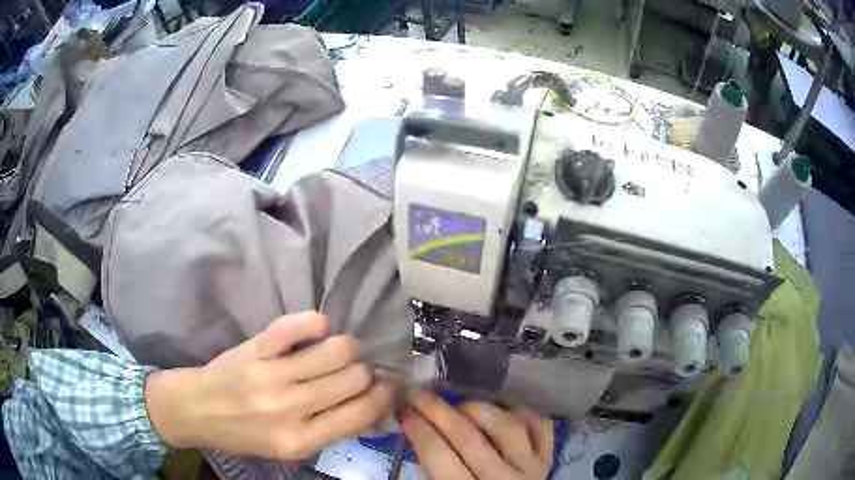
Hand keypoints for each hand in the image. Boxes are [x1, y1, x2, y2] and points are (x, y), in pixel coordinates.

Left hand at [145, 312, 398, 458]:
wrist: (198, 410)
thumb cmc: (244, 434)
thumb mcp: (289, 449)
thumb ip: (328, 431)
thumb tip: (372, 406)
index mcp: (301, 439)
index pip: (361, 413)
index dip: (384, 395)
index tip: (389, 384)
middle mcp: (290, 408)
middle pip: (354, 377)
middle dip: (366, 371)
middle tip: (359, 370)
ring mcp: (271, 375)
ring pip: (336, 350)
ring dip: (348, 347)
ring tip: (340, 350)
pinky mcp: (255, 348)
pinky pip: (295, 326)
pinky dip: (315, 322)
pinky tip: (318, 328)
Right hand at [402, 392, 552, 479]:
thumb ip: (431, 470)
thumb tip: (417, 430)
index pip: (438, 456)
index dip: (419, 429)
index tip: (405, 410)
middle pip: (469, 438)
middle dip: (438, 411)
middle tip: (420, 395)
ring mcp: (531, 469)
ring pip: (508, 427)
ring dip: (480, 410)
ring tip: (460, 406)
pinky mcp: (547, 460)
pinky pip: (541, 428)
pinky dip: (523, 413)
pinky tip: (504, 411)